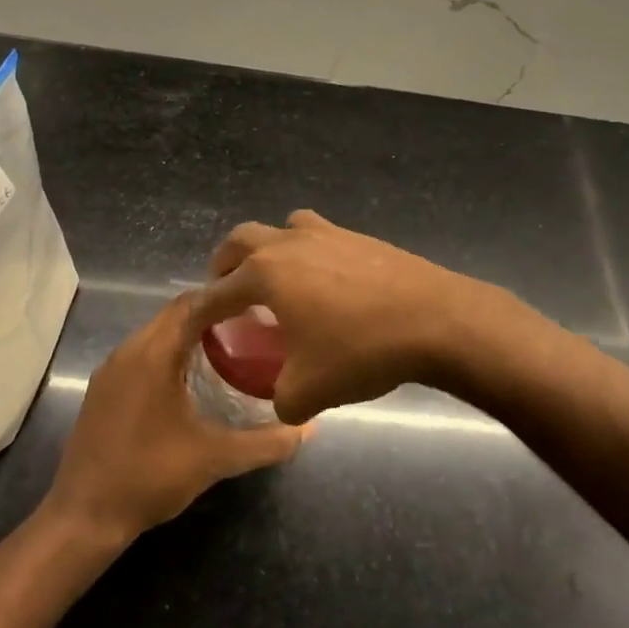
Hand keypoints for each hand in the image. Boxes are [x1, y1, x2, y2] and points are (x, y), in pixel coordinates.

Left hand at [44, 293, 306, 544]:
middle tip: (252, 326)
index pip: (193, 303)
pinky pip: (142, 352)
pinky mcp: (102, 388)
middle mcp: (129, 350)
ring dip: (189, 332)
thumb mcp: (214, 459)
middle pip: (175, 313)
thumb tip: (308, 427)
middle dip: (212, 313)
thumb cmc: (149, 477)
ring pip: (157, 332)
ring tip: (229, 347)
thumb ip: (265, 442)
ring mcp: (111, 369)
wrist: (84, 517)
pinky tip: (191, 377)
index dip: (226, 297)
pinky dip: (169, 351)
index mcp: (153, 353)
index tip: (260, 305)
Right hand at [193, 211, 501, 423]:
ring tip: (277, 281)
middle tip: (227, 291)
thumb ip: (280, 399)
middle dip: (226, 264)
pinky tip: (326, 286)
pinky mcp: (360, 237)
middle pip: (241, 240)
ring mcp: (327, 233)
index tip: (193, 326)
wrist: (436, 319)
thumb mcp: (309, 391)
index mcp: (266, 273)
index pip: (217, 292)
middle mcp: (289, 243)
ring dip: (269, 249)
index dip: (200, 311)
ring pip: (284, 228)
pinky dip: (307, 253)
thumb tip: (281, 399)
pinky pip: (319, 237)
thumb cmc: (361, 351)